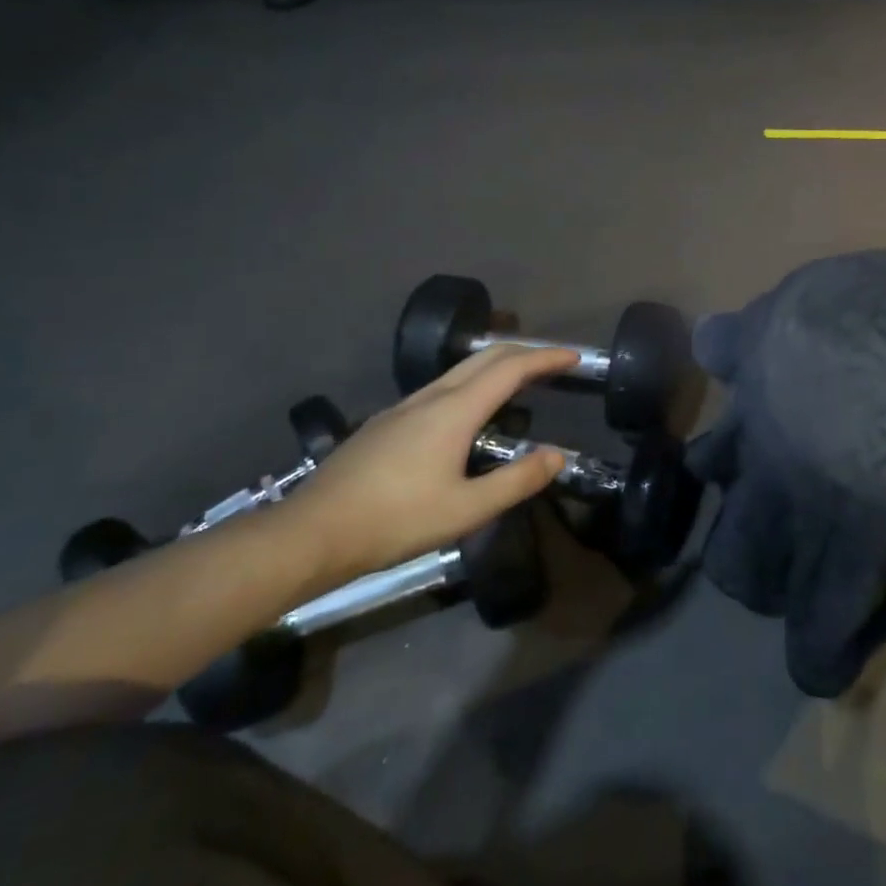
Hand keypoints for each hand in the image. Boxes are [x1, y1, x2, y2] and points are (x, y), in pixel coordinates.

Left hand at [289, 345, 578, 582]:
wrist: (311, 533)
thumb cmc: (395, 520)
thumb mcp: (466, 509)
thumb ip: (517, 481)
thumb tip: (557, 456)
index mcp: (454, 410)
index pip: (510, 368)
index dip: (545, 358)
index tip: (574, 356)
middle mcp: (430, 397)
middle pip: (484, 358)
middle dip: (523, 352)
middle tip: (553, 363)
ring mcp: (402, 408)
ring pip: (458, 371)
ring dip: (495, 366)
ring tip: (518, 383)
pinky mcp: (385, 424)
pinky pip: (440, 388)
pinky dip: (470, 385)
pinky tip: (468, 415)